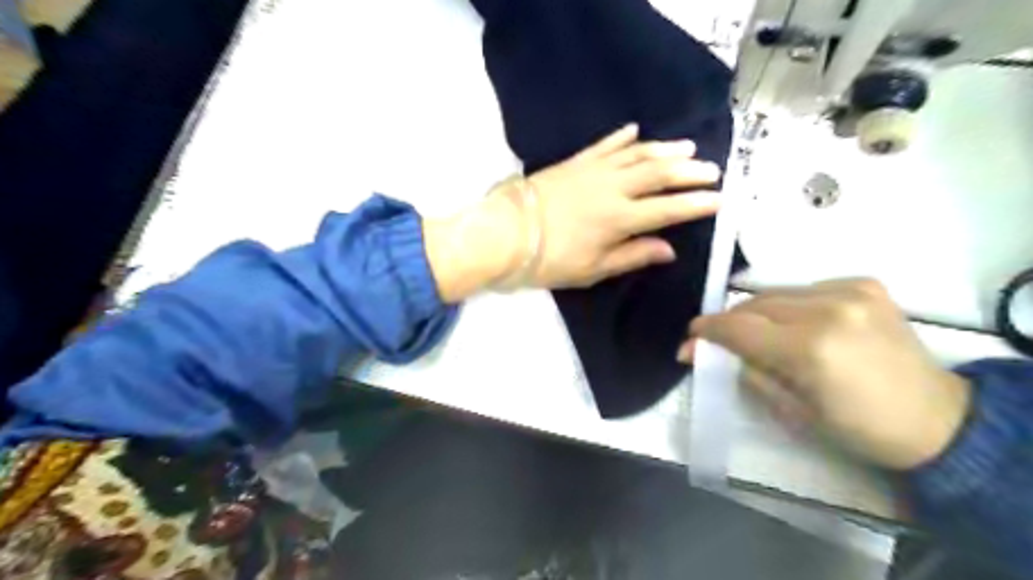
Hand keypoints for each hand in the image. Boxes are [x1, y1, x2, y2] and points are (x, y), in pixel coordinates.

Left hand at [423, 125, 720, 300]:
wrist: (505, 233)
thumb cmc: (549, 259)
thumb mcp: (593, 269)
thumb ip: (632, 255)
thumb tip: (668, 248)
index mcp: (620, 218)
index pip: (668, 208)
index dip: (696, 204)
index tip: (720, 200)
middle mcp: (613, 188)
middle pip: (659, 174)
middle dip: (689, 171)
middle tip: (711, 170)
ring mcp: (593, 170)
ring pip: (638, 154)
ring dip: (665, 149)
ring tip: (687, 147)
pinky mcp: (575, 161)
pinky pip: (605, 144)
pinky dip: (623, 137)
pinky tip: (636, 130)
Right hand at [683, 277, 972, 471]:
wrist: (939, 419)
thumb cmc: (859, 428)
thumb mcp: (792, 412)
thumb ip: (746, 372)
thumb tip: (707, 352)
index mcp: (810, 349)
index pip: (739, 327)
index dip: (707, 331)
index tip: (690, 338)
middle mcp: (829, 309)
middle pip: (754, 304)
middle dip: (729, 322)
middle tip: (717, 340)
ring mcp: (851, 291)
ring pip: (776, 293)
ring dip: (758, 313)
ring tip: (758, 334)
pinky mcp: (865, 284)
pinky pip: (804, 289)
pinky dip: (789, 305)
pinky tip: (798, 324)